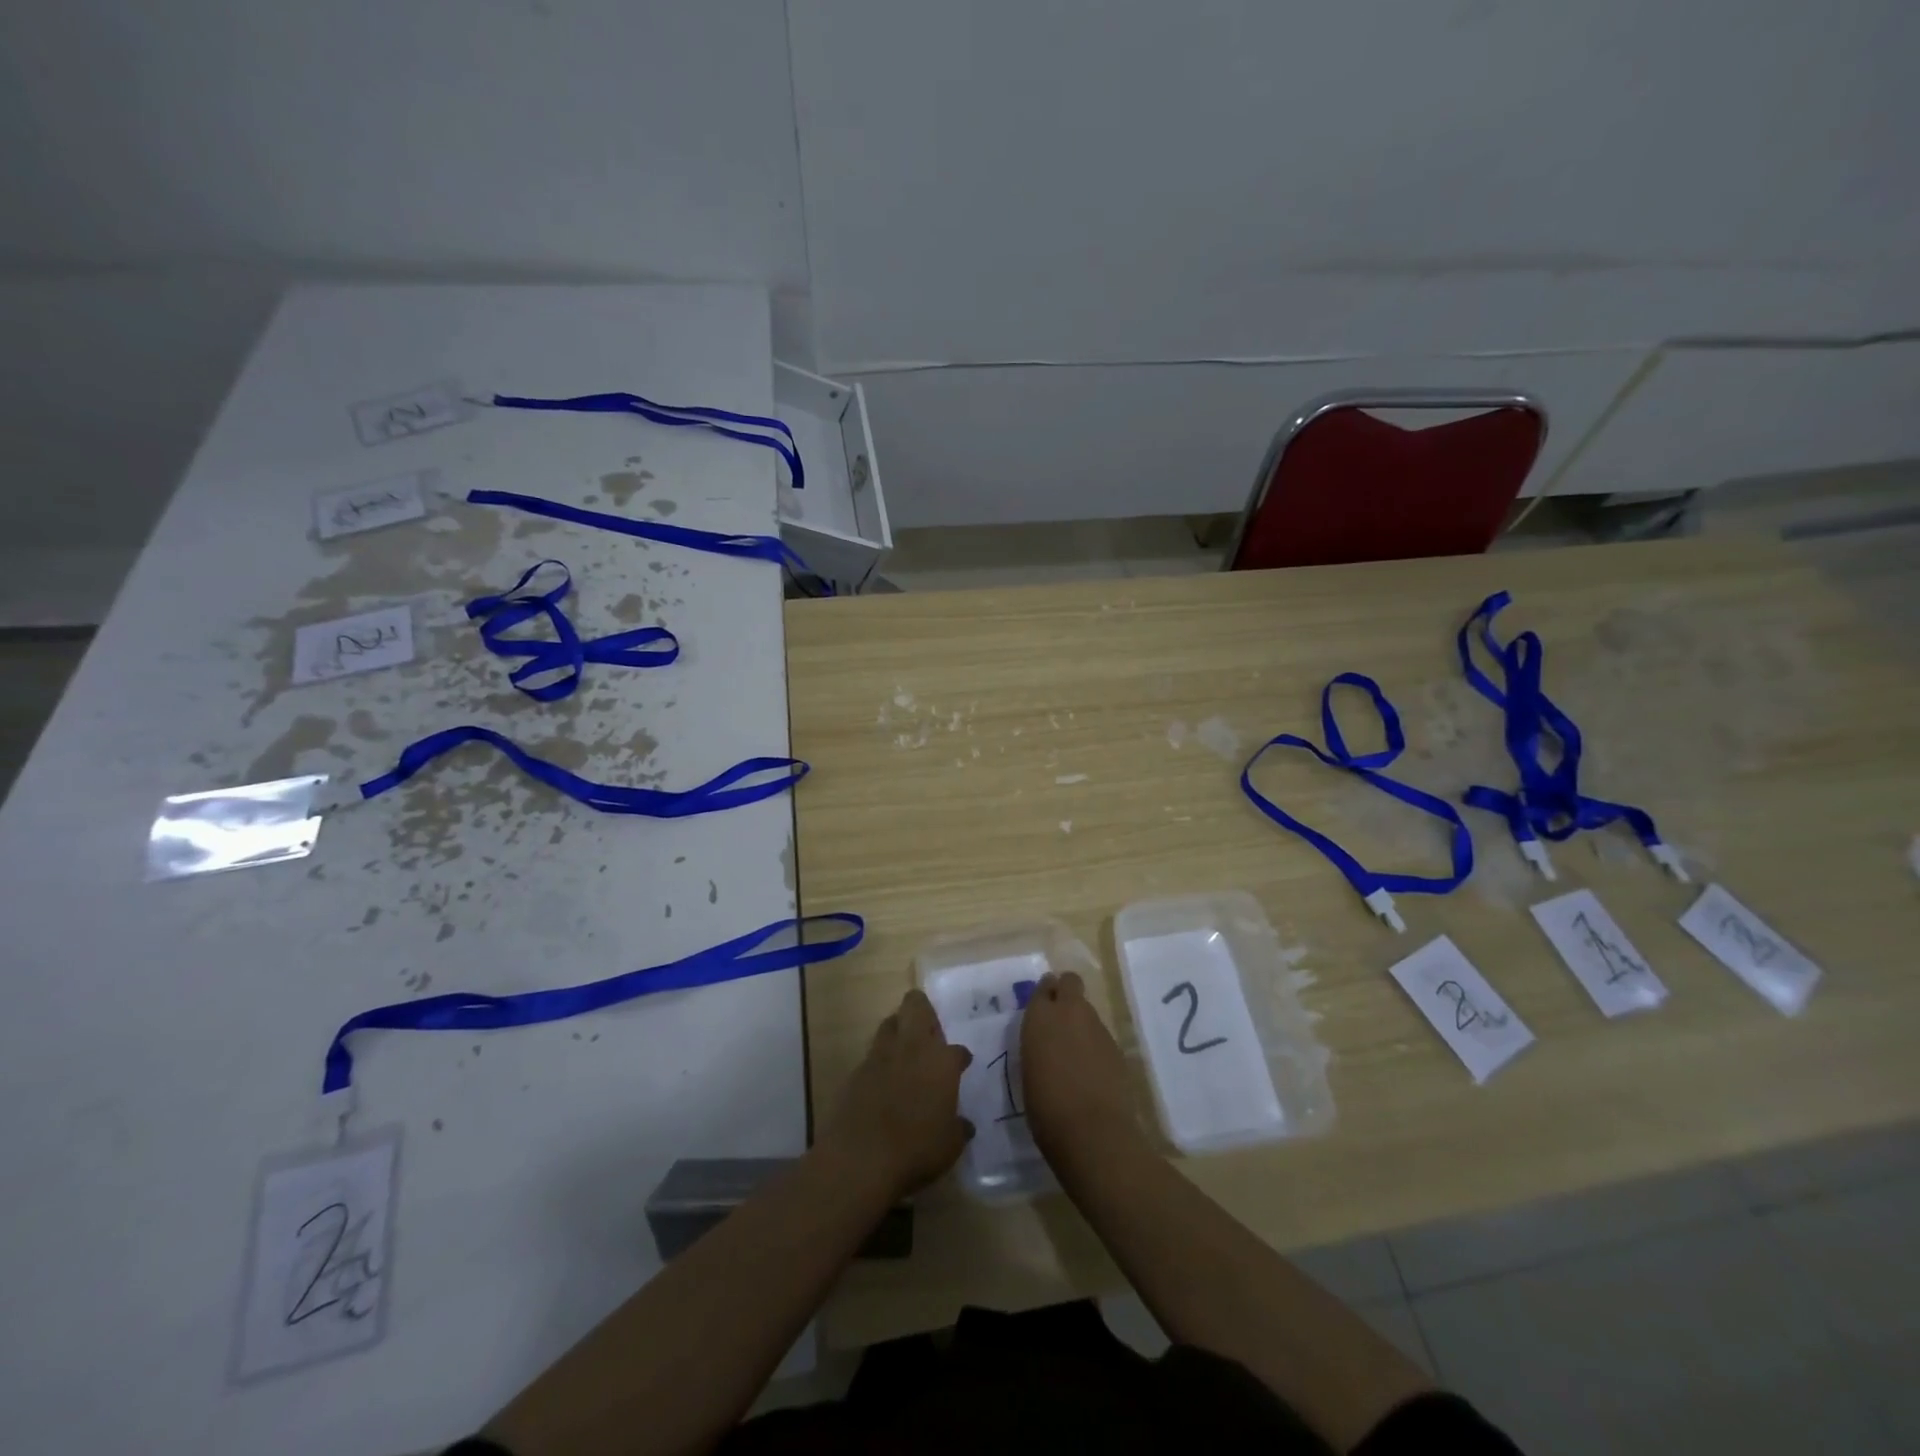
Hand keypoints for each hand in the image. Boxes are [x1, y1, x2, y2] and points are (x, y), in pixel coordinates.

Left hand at [817, 989, 972, 1201]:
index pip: (958, 1050)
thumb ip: (959, 1129)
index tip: (962, 1065)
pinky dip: (880, 1062)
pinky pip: (872, 1055)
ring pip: (890, 1023)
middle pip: (916, 1005)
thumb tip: (964, 1125)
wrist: (860, 1158)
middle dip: (923, 1010)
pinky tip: (883, 1082)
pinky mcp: (856, 1071)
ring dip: (898, 1030)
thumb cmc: (916, 1149)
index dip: (961, 1058)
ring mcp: (880, 1056)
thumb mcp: (950, 1145)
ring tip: (905, 1049)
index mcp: (941, 1062)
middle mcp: (912, 1048)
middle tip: (929, 1030)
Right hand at [1020, 971, 1138, 1167]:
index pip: (1043, 987)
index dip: (1045, 995)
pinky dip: (1096, 1044)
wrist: (1093, 1133)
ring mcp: (1097, 1028)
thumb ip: (1039, 1046)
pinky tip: (1092, 1070)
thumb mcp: (1030, 1071)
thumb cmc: (1046, 1108)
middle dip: (1066, 992)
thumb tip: (1047, 1043)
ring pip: (1088, 1009)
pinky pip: (1101, 1035)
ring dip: (1081, 1021)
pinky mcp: (1117, 1047)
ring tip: (1075, 1051)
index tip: (1042, 1008)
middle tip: (1060, 1017)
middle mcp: (1069, 1013)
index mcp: (1040, 1017)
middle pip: (1071, 982)